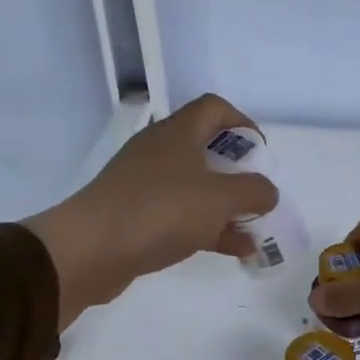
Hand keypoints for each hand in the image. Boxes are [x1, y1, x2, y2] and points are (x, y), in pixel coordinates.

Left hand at [24, 95, 277, 327]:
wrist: (91, 249)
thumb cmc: (161, 211)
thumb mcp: (220, 199)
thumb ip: (254, 192)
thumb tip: (268, 192)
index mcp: (178, 133)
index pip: (214, 108)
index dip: (243, 124)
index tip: (261, 153)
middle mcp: (159, 152)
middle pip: (206, 150)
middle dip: (238, 173)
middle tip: (258, 195)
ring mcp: (144, 185)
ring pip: (195, 188)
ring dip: (226, 207)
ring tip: (254, 232)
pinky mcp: (136, 216)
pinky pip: (181, 216)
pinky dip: (208, 228)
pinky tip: (233, 251)